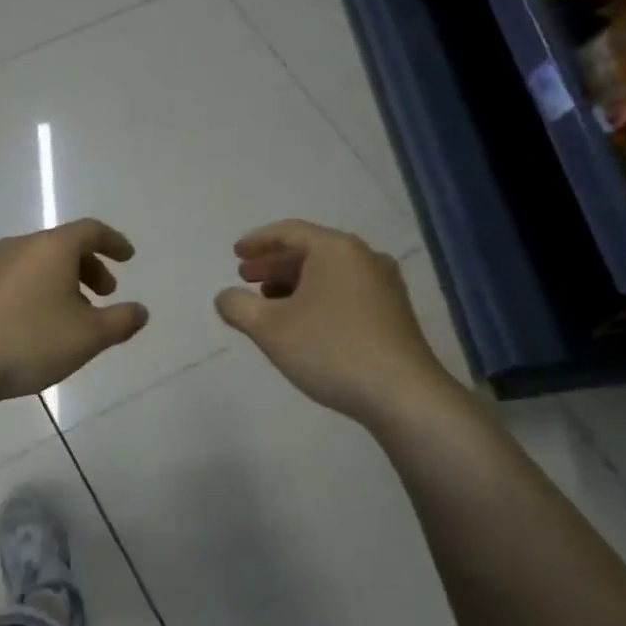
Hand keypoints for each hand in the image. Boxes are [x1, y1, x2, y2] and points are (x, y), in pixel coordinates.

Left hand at [0, 219, 149, 403]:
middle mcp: (22, 246)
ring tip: (77, 317)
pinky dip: (42, 291)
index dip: (114, 243)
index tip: (129, 258)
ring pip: (41, 264)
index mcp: (52, 247)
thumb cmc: (32, 341)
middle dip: (91, 267)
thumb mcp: (89, 336)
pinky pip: (21, 279)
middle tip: (107, 294)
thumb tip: (140, 311)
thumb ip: (121, 321)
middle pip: (65, 246)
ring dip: (66, 282)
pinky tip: (43, 325)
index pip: (91, 231)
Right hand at [214, 219, 454, 420]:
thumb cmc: (329, 350)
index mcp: (336, 250)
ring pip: (329, 274)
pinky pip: (345, 292)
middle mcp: (364, 258)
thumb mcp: (269, 329)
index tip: (236, 253)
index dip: (258, 241)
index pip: (290, 232)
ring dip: (294, 283)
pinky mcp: (392, 313)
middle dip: (274, 264)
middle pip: (311, 251)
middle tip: (246, 278)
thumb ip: (238, 307)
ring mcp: (384, 285)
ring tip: (268, 304)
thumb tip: (225, 297)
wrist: (400, 393)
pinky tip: (303, 323)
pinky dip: (317, 298)